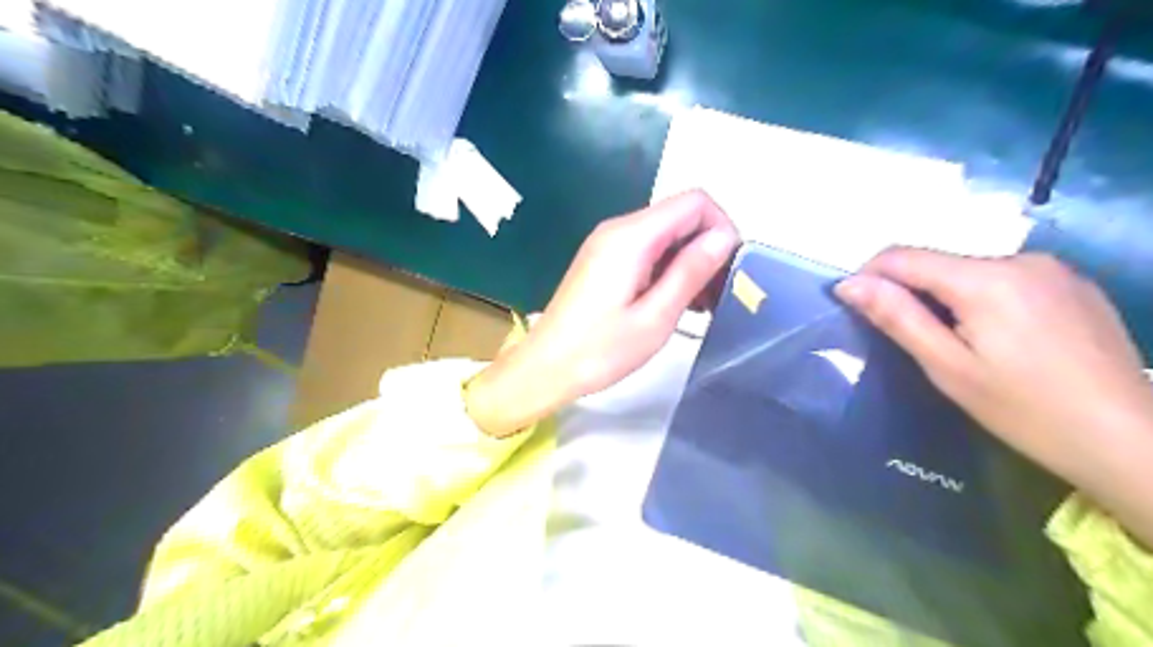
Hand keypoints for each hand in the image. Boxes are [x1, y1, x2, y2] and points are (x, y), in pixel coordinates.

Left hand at [467, 189, 737, 435]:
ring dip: (689, 263)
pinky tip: (676, 303)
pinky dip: (668, 270)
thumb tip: (724, 236)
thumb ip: (690, 271)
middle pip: (680, 217)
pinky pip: (647, 252)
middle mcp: (618, 229)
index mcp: (632, 237)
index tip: (730, 269)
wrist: (546, 367)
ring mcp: (608, 244)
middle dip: (707, 248)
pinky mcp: (604, 261)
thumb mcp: (655, 316)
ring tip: (701, 306)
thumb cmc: (599, 350)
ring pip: (666, 236)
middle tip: (720, 295)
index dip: (722, 227)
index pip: (694, 202)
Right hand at [839, 249, 1152, 542]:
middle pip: (938, 262)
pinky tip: (997, 338)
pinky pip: (1005, 279)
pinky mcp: (1074, 284)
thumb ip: (897, 317)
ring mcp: (1054, 269)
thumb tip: (849, 284)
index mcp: (986, 279)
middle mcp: (1021, 259)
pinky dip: (980, 298)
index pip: (902, 256)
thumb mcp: (948, 367)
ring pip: (970, 270)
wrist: (1131, 440)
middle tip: (909, 339)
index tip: (854, 306)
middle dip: (909, 291)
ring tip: (953, 344)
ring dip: (945, 296)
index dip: (869, 276)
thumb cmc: (1026, 410)